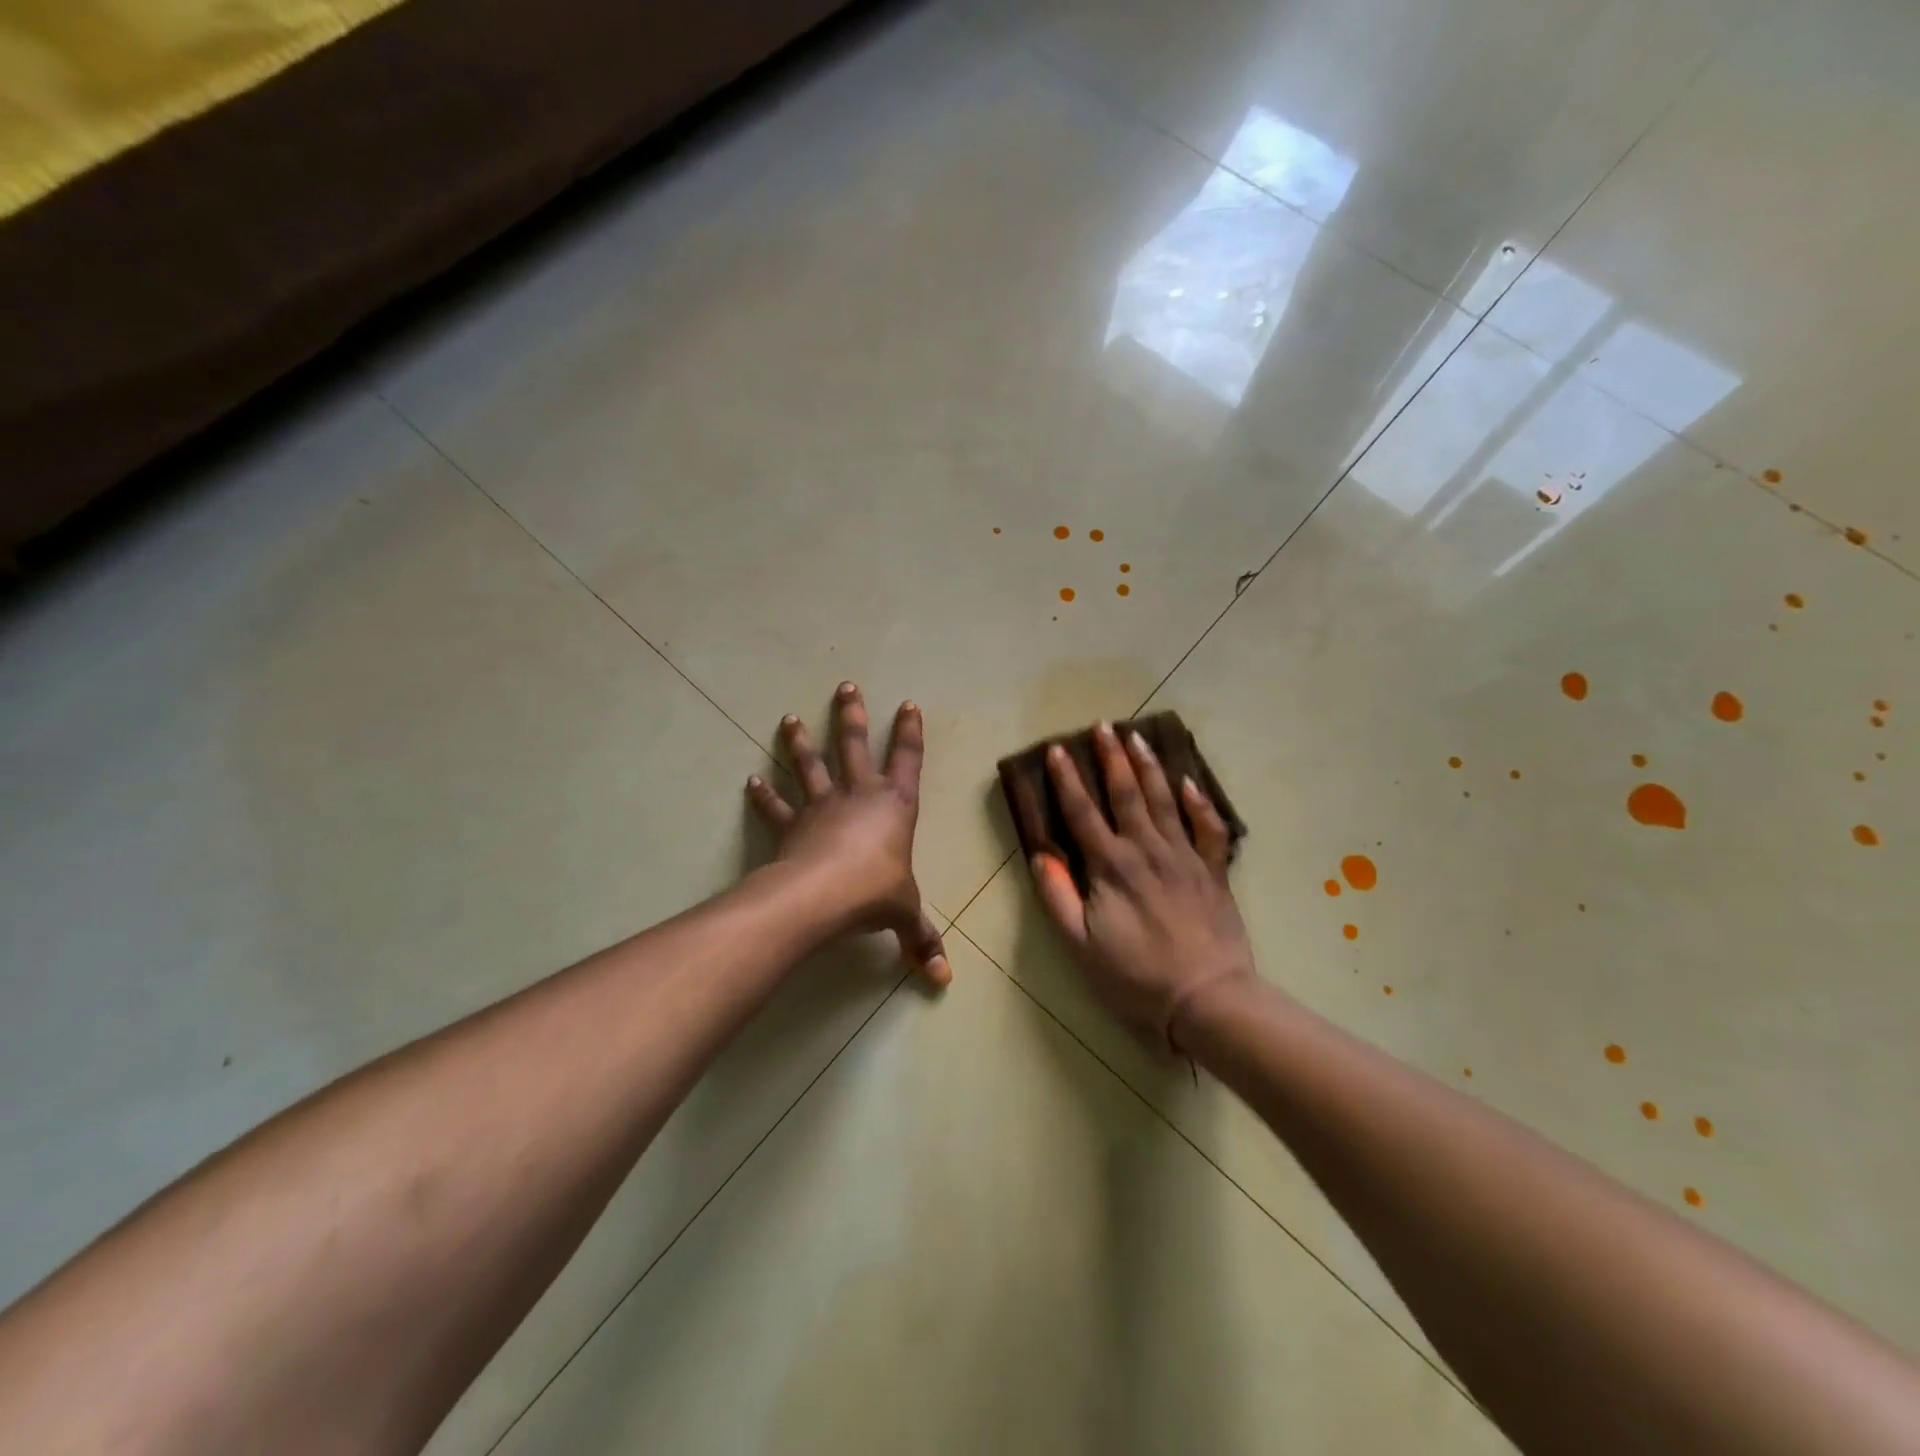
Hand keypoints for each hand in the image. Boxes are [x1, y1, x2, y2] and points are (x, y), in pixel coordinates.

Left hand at [747, 683, 949, 985]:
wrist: (822, 897)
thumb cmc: (874, 893)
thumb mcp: (904, 914)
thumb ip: (921, 940)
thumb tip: (942, 980)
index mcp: (895, 805)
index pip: (907, 759)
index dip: (909, 732)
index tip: (907, 704)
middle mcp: (858, 795)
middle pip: (854, 745)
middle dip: (851, 715)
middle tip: (845, 686)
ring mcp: (821, 806)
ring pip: (811, 766)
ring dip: (801, 741)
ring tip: (788, 718)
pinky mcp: (792, 826)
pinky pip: (777, 807)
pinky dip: (764, 795)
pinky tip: (752, 781)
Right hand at [1028, 722, 1255, 1048]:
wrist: (1207, 999)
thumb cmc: (1136, 976)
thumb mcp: (1081, 946)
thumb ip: (1058, 898)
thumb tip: (1042, 856)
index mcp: (1112, 866)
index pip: (1083, 812)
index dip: (1068, 780)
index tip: (1058, 749)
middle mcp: (1147, 850)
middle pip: (1127, 794)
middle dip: (1113, 758)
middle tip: (1104, 726)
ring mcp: (1185, 857)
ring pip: (1165, 800)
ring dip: (1150, 767)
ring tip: (1138, 738)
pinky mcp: (1213, 871)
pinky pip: (1209, 827)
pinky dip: (1200, 802)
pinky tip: (1190, 781)